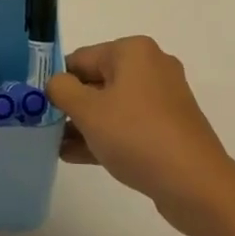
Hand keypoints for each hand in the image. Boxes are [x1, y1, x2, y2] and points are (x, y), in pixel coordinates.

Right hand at [47, 36, 234, 235]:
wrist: (195, 184)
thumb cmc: (137, 136)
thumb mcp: (88, 111)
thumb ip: (62, 90)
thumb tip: (56, 83)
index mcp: (133, 51)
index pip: (81, 58)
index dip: (58, 81)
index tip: (39, 106)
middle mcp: (151, 67)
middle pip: (98, 81)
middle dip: (71, 105)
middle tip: (44, 127)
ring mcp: (163, 99)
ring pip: (112, 106)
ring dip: (85, 124)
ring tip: (55, 146)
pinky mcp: (168, 127)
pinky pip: (128, 125)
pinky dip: (105, 136)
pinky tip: (76, 156)